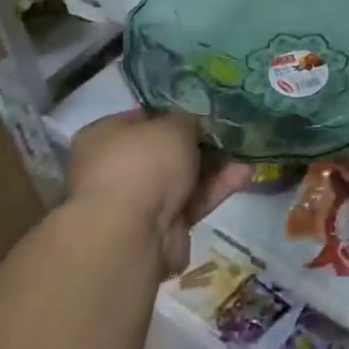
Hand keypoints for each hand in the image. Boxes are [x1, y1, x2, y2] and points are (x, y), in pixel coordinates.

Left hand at [67, 110, 251, 278]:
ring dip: (215, 168)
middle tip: (230, 136)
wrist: (132, 233)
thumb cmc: (144, 164)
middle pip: (166, 152)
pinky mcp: (158, 228)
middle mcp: (114, 169)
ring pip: (182, 178)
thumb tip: (192, 125)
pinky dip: (214, 190)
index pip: (143, 119)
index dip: (175, 115)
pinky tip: (242, 176)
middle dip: (201, 145)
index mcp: (103, 138)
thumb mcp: (173, 125)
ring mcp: (135, 202)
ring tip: (246, 156)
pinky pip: (190, 202)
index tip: (205, 115)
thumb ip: (187, 120)